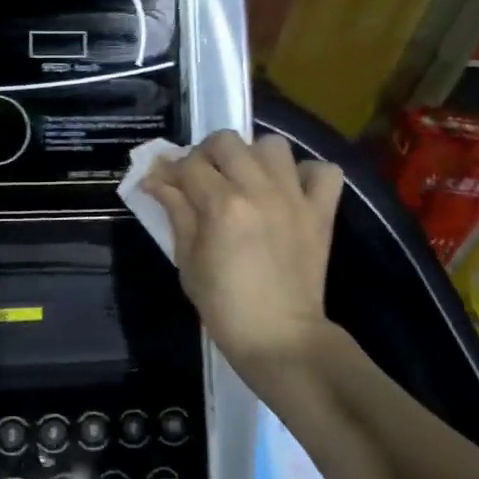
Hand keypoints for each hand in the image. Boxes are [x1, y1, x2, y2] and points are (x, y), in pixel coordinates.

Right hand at [141, 131, 343, 368]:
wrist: (279, 337)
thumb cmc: (223, 304)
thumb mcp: (186, 259)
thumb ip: (175, 212)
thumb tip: (155, 181)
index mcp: (221, 205)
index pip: (188, 165)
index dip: (169, 170)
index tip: (162, 183)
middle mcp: (259, 191)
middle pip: (226, 141)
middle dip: (206, 155)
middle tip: (202, 179)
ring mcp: (294, 198)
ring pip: (272, 145)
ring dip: (253, 157)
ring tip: (245, 180)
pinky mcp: (321, 212)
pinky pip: (323, 171)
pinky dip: (304, 173)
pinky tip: (288, 190)